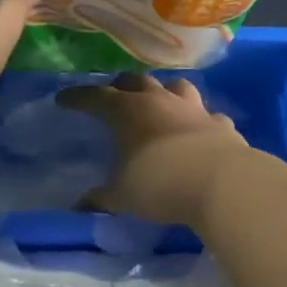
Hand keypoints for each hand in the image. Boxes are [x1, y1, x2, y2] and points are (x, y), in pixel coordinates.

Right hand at [57, 73, 255, 226]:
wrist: (222, 184)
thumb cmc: (160, 184)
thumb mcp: (123, 196)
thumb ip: (102, 198)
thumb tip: (80, 206)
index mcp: (127, 111)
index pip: (95, 97)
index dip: (77, 97)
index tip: (63, 99)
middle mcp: (159, 101)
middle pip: (136, 81)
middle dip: (120, 86)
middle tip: (112, 96)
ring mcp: (193, 109)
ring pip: (175, 86)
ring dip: (163, 91)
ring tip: (157, 102)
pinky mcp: (220, 125)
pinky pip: (208, 115)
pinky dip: (199, 120)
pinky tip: (199, 130)